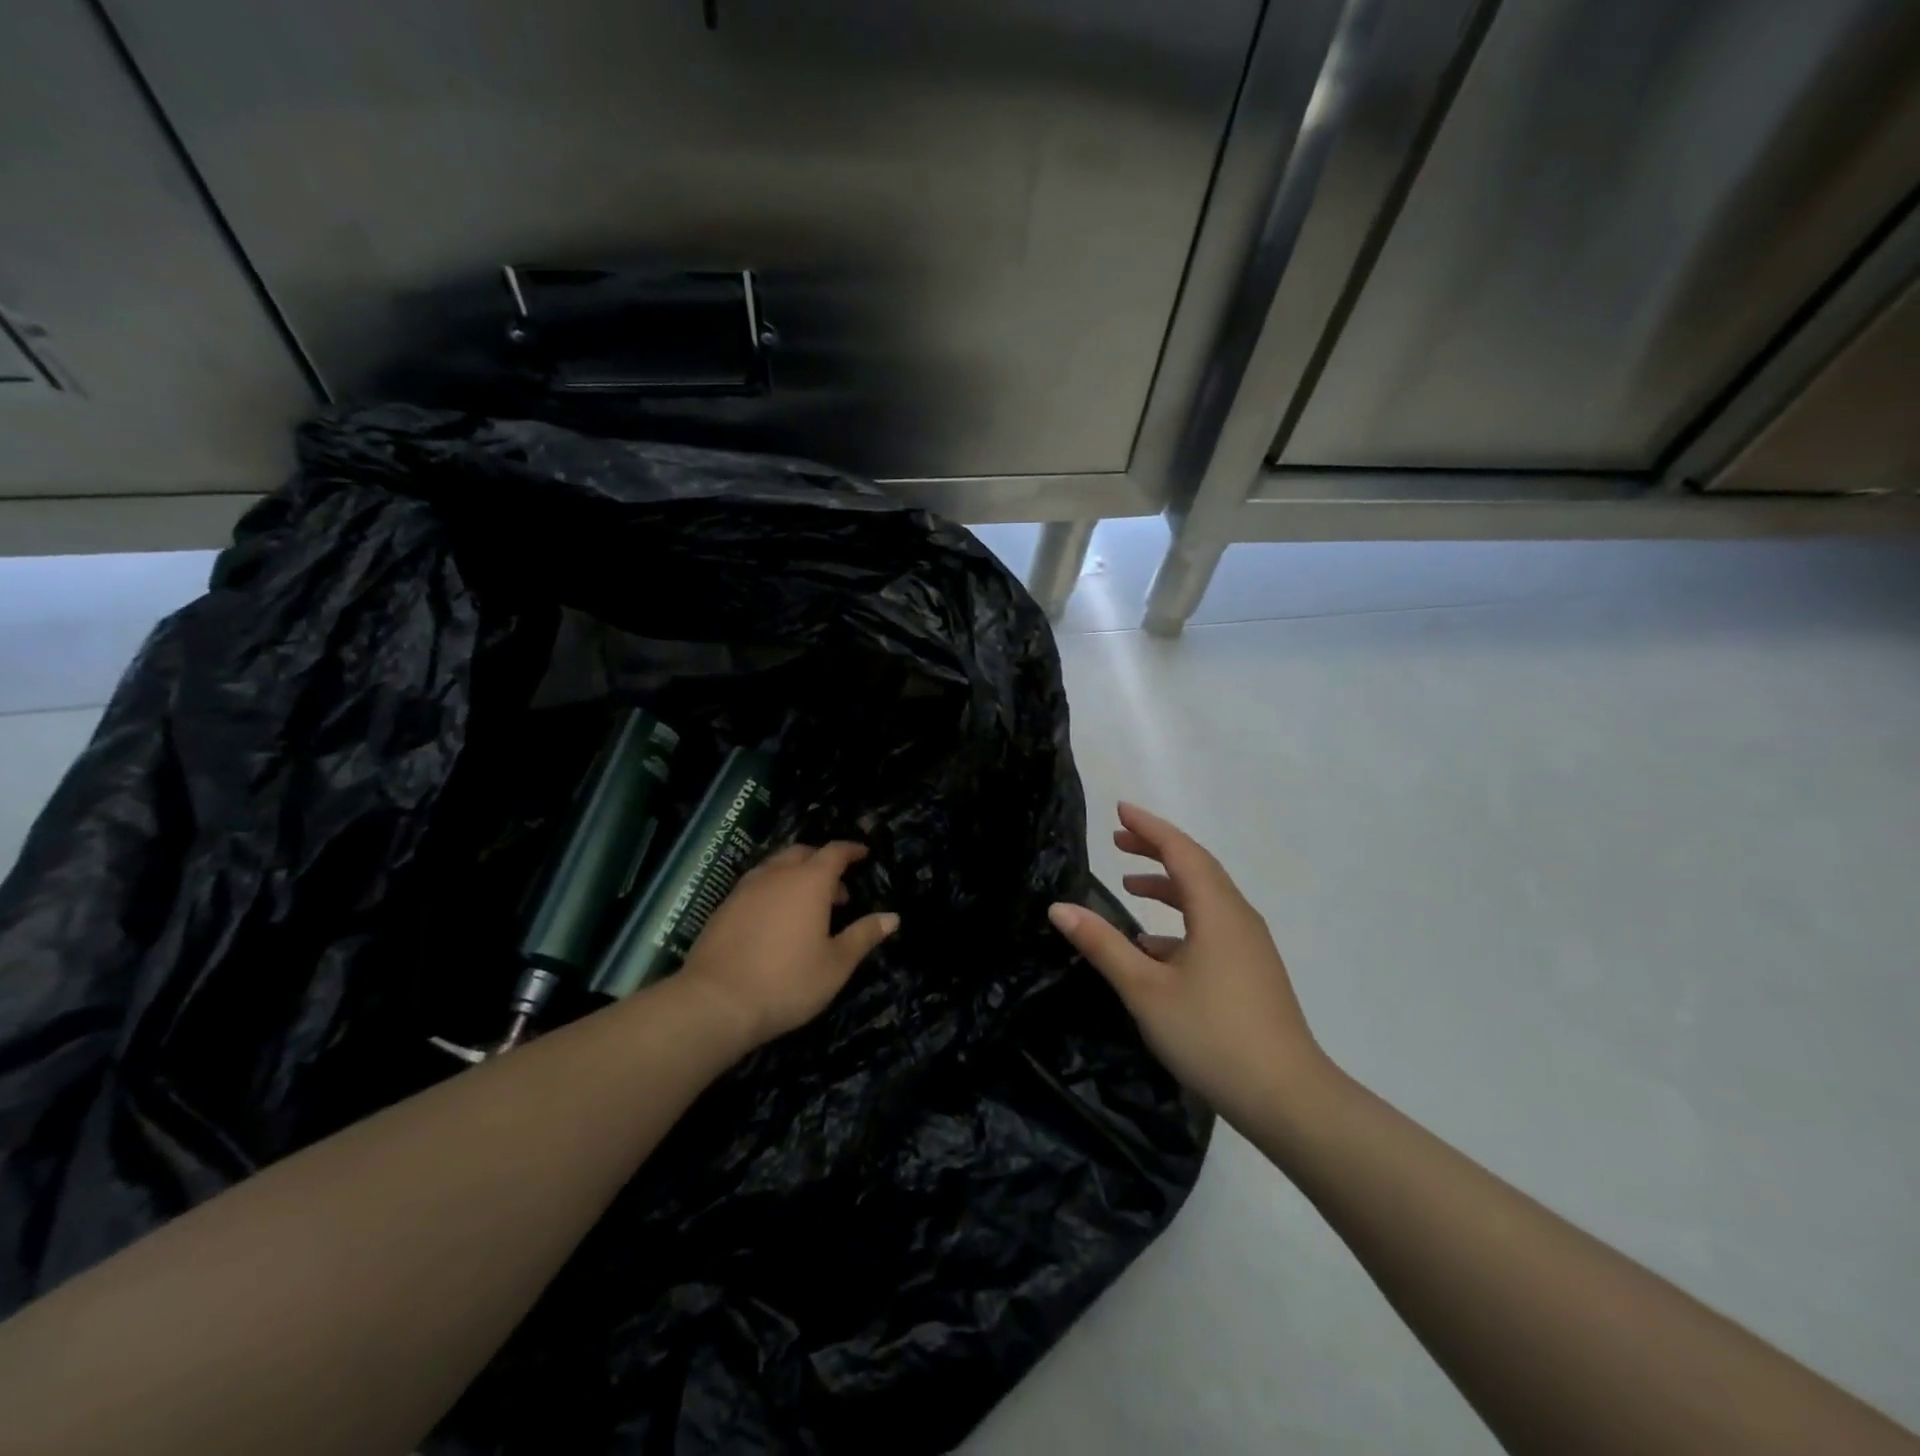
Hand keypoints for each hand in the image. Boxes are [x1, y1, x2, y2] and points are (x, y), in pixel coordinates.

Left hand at [676, 841, 897, 1052]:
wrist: (715, 1002)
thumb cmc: (787, 982)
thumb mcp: (836, 964)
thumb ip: (863, 935)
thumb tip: (892, 917)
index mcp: (809, 882)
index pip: (834, 852)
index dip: (851, 850)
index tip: (864, 854)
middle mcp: (776, 875)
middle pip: (802, 854)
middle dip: (823, 863)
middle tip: (838, 890)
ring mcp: (745, 889)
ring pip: (775, 867)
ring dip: (795, 875)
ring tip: (806, 905)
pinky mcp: (723, 908)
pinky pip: (755, 885)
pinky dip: (772, 890)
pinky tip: (774, 919)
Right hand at [1048, 803, 1328, 1124]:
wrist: (1287, 1098)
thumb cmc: (1211, 1035)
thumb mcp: (1145, 989)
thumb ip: (1103, 945)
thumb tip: (1059, 908)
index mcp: (1216, 911)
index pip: (1180, 850)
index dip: (1148, 828)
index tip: (1119, 810)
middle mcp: (1238, 917)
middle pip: (1196, 867)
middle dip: (1156, 849)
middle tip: (1117, 841)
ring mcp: (1249, 945)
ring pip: (1205, 897)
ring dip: (1168, 884)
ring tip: (1130, 884)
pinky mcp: (1252, 970)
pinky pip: (1212, 925)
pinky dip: (1180, 920)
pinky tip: (1153, 946)